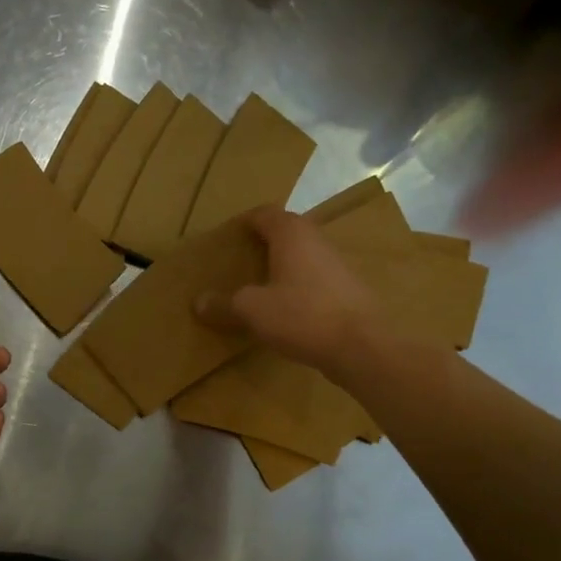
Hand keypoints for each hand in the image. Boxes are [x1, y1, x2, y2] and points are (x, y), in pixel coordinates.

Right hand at [193, 206, 383, 380]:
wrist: (362, 347)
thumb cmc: (302, 315)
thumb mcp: (252, 310)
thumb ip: (224, 303)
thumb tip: (198, 302)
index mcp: (292, 235)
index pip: (265, 214)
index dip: (245, 221)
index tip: (228, 236)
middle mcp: (316, 242)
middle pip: (285, 232)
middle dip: (261, 243)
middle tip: (238, 261)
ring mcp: (336, 266)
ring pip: (301, 256)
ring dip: (280, 265)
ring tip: (257, 285)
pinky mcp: (346, 291)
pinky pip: (313, 279)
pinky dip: (296, 286)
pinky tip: (283, 309)